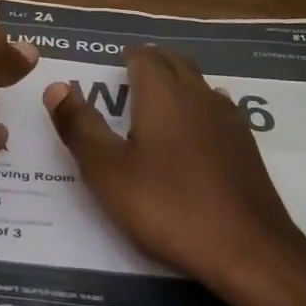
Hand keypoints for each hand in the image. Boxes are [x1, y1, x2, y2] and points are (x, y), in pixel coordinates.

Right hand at [44, 45, 305, 305]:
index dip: (126, 59)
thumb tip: (57, 86)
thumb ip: (80, 127)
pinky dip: (200, 112)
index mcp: (162, 93)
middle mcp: (198, 94)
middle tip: (130, 85)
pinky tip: (194, 141)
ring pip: (199, 85)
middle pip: (174, 62)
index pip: (144, 56)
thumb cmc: (169, 206)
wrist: (249, 249)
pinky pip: (218, 111)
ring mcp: (228, 118)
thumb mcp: (108, 172)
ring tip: (158, 110)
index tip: (112, 72)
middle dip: (153, 65)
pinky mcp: (247, 146)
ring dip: (179, 86)